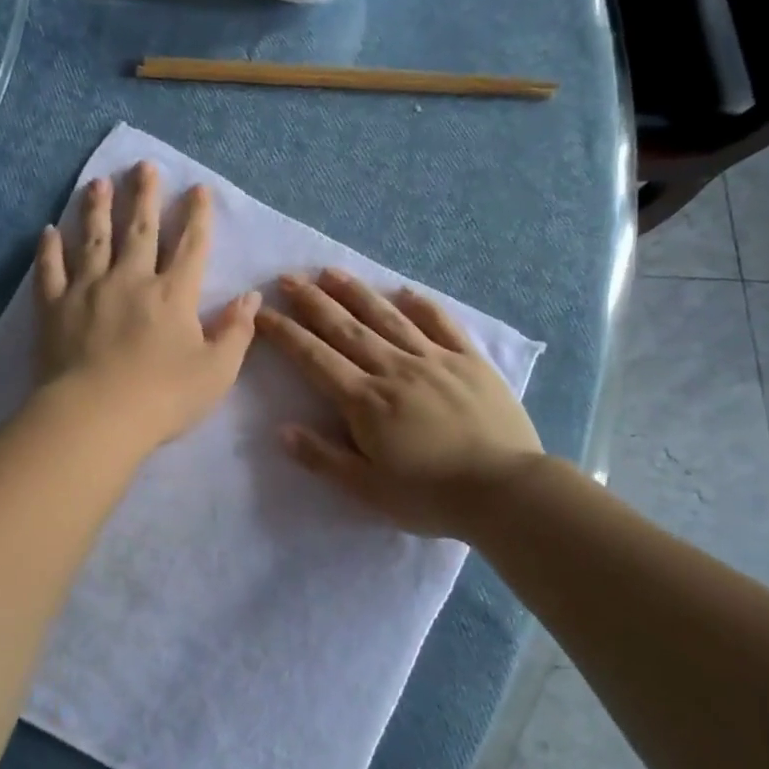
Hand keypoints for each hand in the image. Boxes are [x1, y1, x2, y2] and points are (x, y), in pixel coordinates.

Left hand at [34, 161, 261, 449]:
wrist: (95, 418)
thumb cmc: (162, 398)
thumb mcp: (216, 372)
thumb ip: (236, 332)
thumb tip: (252, 297)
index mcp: (172, 294)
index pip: (190, 246)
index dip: (197, 216)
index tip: (197, 188)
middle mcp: (131, 279)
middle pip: (139, 229)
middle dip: (144, 196)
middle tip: (143, 166)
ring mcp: (88, 289)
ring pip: (93, 239)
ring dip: (96, 208)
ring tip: (97, 182)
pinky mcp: (54, 307)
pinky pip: (50, 270)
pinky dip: (48, 249)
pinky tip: (47, 231)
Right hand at [254, 270, 543, 538]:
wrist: (506, 491)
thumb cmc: (431, 496)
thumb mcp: (368, 489)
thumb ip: (323, 458)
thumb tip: (282, 430)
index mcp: (366, 401)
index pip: (315, 358)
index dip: (286, 334)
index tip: (262, 314)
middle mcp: (394, 369)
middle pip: (345, 328)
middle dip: (312, 302)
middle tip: (288, 278)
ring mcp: (435, 360)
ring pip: (387, 317)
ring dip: (356, 293)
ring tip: (331, 271)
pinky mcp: (470, 361)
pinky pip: (442, 324)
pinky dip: (422, 306)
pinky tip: (405, 292)